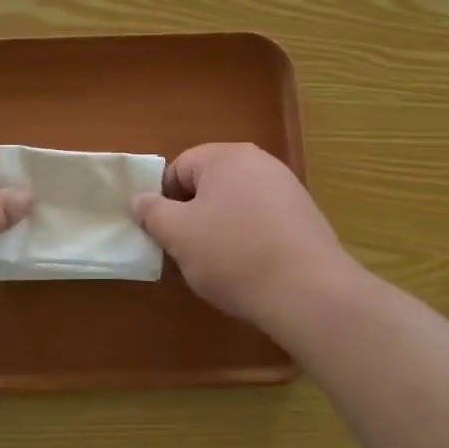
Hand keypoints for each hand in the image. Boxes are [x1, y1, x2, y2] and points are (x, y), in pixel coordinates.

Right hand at [132, 143, 360, 330]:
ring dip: (222, 228)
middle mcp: (260, 162)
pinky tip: (251, 269)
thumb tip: (140, 199)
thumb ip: (153, 212)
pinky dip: (250, 239)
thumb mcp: (178, 234)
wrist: (308, 291)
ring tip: (220, 264)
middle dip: (194, 215)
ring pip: (237, 204)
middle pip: (210, 184)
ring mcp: (288, 189)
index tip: (165, 233)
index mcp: (227, 157)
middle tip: (188, 250)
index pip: (180, 168)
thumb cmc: (233, 254)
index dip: (165, 200)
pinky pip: (263, 221)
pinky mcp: (306, 217)